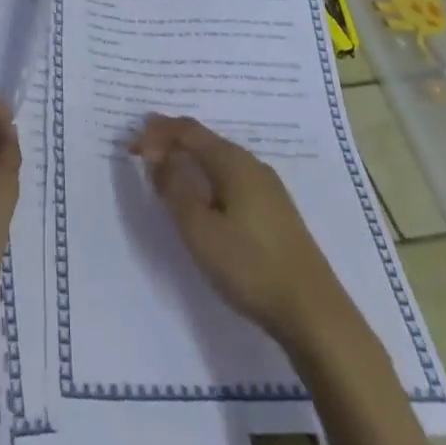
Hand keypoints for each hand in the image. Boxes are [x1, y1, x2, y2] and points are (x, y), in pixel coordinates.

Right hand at [131, 114, 343, 348]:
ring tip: (164, 171)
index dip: (155, 133)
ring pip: (217, 158)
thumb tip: (159, 157)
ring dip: (188, 158)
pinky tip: (200, 196)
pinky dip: (205, 175)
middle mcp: (251, 164)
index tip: (130, 148)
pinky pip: (229, 176)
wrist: (315, 314)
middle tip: (142, 152)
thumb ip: (175, 189)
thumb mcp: (200, 230)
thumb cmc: (251, 267)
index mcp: (233, 162)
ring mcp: (267, 187)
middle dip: (170, 140)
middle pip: (204, 139)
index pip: (187, 130)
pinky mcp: (274, 210)